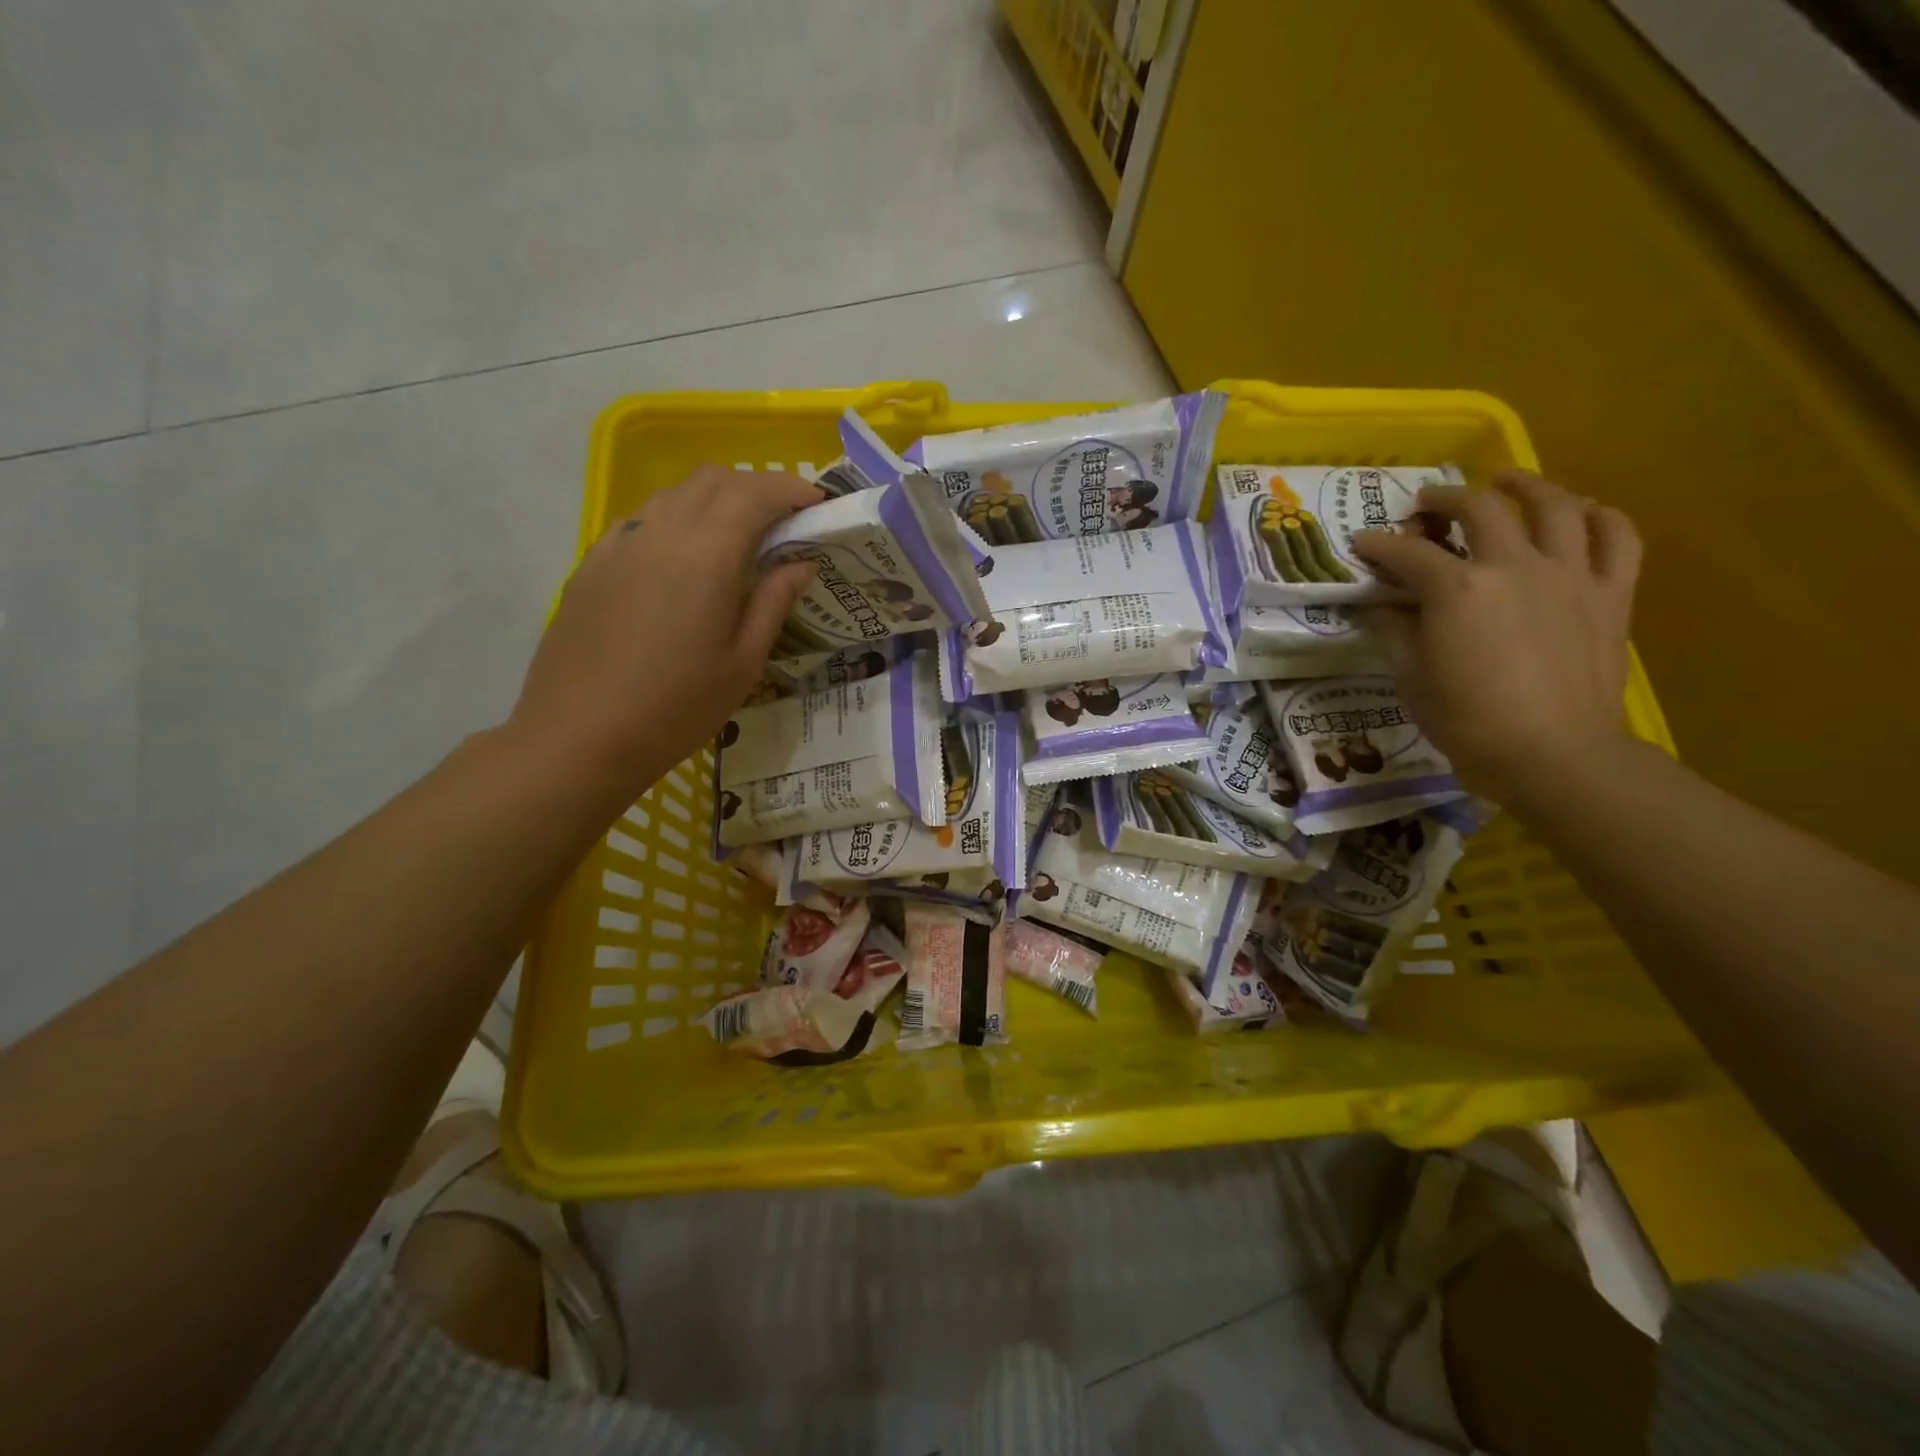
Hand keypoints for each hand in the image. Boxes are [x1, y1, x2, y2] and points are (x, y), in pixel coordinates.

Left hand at [507, 466, 820, 793]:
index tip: (817, 504)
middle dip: (755, 487)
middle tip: (782, 522)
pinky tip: (683, 561)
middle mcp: (660, 533)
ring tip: (737, 539)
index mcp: (705, 556)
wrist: (580, 737)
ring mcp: (619, 545)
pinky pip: (641, 521)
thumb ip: (774, 602)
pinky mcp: (592, 564)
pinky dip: (676, 521)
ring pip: (673, 494)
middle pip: (712, 479)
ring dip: (714, 500)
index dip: (790, 489)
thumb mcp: (743, 663)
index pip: (753, 493)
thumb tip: (800, 563)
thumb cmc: (677, 708)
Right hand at [1351, 469, 1642, 809]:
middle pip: (1481, 509)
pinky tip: (1580, 512)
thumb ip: (1395, 630)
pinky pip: (1616, 536)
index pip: (1407, 553)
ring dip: (1525, 485)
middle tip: (1428, 504)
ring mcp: (1570, 575)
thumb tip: (1382, 603)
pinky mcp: (1611, 593)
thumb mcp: (1410, 678)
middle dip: (1446, 499)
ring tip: (1505, 481)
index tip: (1362, 545)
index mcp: (1458, 590)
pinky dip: (1598, 515)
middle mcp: (1515, 566)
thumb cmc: (1466, 722)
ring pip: (1555, 505)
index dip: (1378, 545)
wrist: (1553, 755)